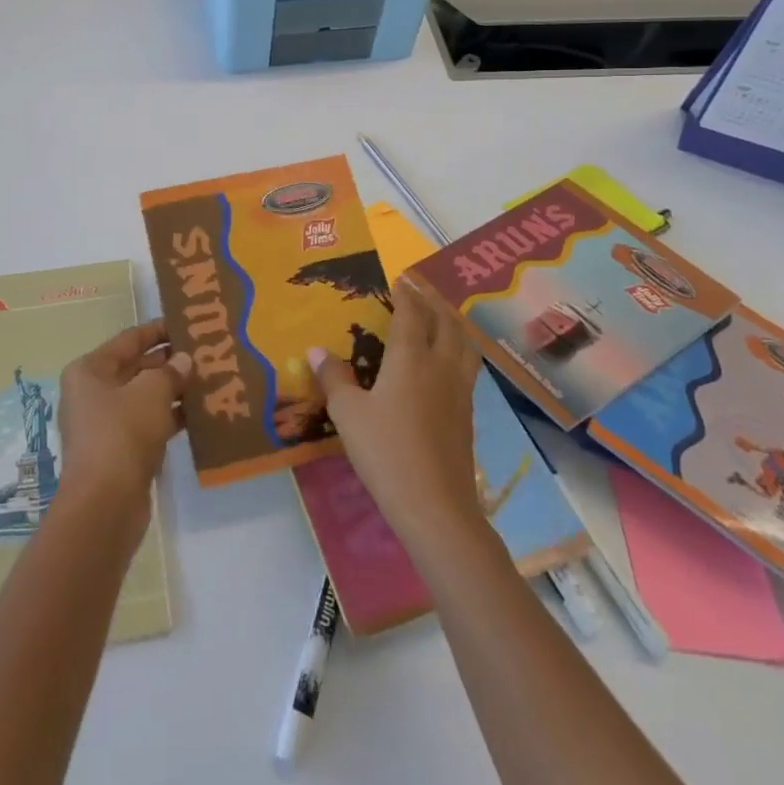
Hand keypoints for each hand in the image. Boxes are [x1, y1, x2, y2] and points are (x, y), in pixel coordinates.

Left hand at [56, 320, 189, 520]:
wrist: (105, 505)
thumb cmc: (123, 434)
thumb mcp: (152, 393)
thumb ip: (170, 371)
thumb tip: (183, 360)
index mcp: (90, 370)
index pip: (129, 340)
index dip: (158, 330)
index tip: (187, 324)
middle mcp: (92, 393)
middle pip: (136, 367)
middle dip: (169, 362)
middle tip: (205, 353)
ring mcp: (104, 424)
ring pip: (144, 397)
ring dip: (173, 390)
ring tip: (209, 380)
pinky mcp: (119, 452)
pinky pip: (148, 423)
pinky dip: (170, 417)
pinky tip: (199, 414)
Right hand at [308, 288, 484, 548]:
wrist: (436, 507)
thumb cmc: (386, 452)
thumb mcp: (349, 414)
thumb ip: (334, 378)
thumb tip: (316, 350)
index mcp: (411, 357)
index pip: (411, 312)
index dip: (405, 292)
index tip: (398, 277)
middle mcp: (440, 365)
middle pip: (444, 321)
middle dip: (432, 300)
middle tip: (418, 288)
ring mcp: (459, 390)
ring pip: (463, 342)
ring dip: (452, 321)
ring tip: (440, 316)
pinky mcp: (467, 414)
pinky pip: (467, 366)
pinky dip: (459, 348)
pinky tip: (447, 362)